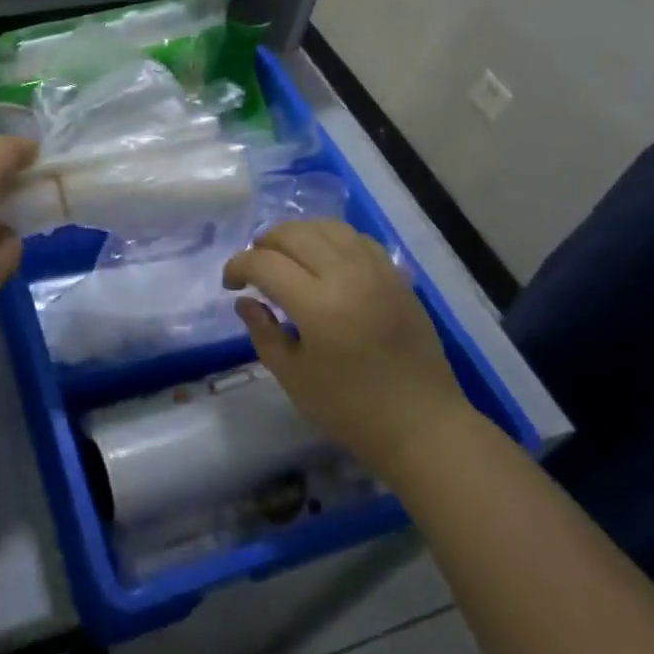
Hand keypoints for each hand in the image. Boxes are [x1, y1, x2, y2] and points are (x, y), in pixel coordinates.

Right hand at [223, 220, 469, 473]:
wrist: (423, 425)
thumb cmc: (351, 410)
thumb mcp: (293, 377)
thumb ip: (263, 332)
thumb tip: (245, 300)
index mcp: (317, 305)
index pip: (264, 263)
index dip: (238, 266)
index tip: (230, 284)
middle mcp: (346, 275)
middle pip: (294, 234)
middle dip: (264, 244)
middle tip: (254, 267)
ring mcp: (376, 271)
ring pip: (327, 227)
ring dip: (298, 234)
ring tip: (286, 256)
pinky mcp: (396, 276)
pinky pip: (357, 239)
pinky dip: (331, 239)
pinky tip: (325, 259)